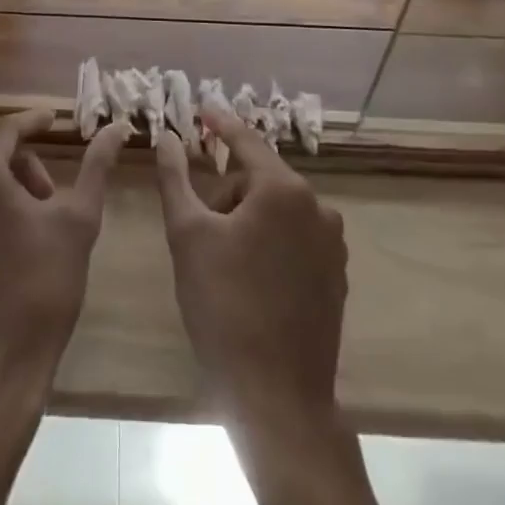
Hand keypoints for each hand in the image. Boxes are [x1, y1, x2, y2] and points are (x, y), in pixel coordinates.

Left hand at [0, 109, 130, 409]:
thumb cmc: (43, 289)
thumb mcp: (79, 222)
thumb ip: (96, 167)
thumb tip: (117, 128)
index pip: (5, 130)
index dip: (31, 122)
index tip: (52, 121)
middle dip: (19, 163)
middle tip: (48, 194)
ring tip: (28, 227)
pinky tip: (1, 251)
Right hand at [154, 98, 347, 426]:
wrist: (277, 396)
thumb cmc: (224, 306)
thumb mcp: (187, 234)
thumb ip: (175, 177)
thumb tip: (168, 137)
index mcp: (283, 190)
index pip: (245, 140)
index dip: (220, 123)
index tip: (201, 108)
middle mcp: (317, 207)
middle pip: (260, 178)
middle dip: (226, 189)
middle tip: (197, 224)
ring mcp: (333, 244)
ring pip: (278, 209)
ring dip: (246, 216)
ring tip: (219, 255)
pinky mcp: (336, 276)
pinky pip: (296, 237)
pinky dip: (269, 239)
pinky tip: (248, 274)